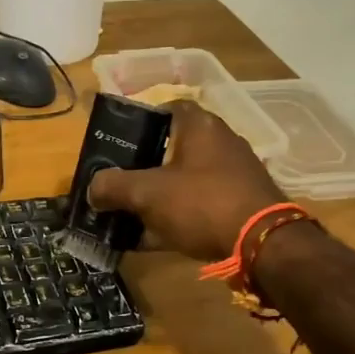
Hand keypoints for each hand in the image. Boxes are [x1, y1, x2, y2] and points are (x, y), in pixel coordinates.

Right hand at [87, 100, 286, 262]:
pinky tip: (150, 239)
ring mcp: (232, 177)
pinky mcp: (239, 207)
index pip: (167, 108)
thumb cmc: (202, 203)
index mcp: (200, 126)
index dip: (140, 121)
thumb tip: (92, 189)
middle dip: (142, 167)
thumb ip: (113, 186)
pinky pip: (197, 207)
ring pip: (182, 181)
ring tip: (127, 215)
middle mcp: (220, 144)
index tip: (118, 141)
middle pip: (172, 148)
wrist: (263, 245)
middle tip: (116, 182)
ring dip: (156, 197)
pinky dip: (174, 219)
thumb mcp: (148, 193)